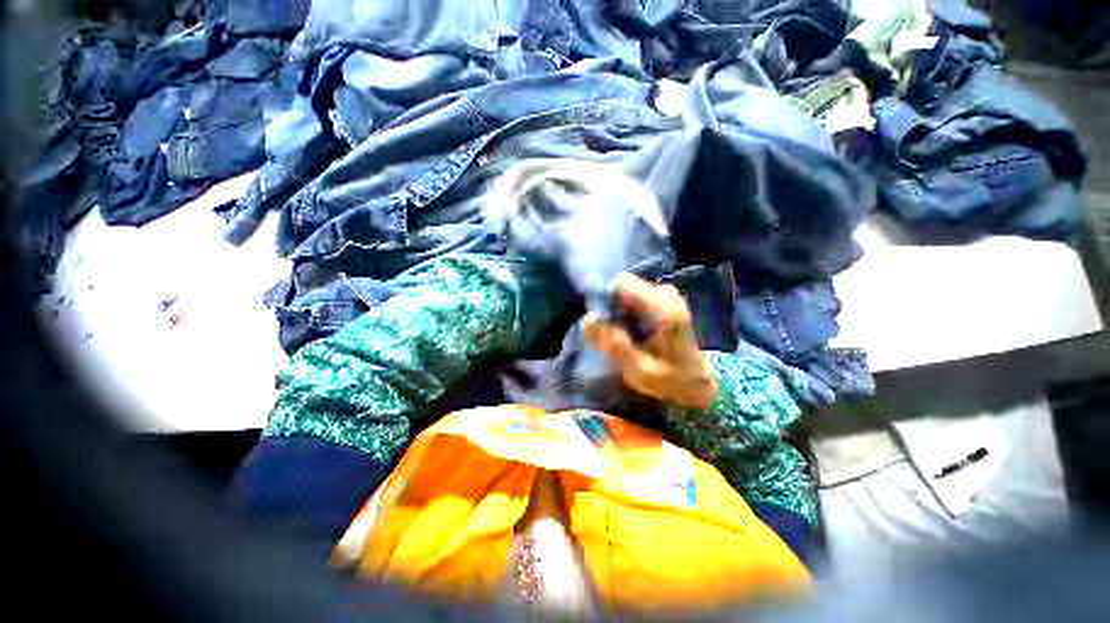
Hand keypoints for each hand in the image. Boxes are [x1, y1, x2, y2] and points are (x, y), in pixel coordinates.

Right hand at [583, 274, 717, 409]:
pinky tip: (634, 334)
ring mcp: (667, 294)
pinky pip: (634, 298)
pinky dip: (628, 314)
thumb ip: (615, 344)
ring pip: (627, 293)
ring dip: (619, 314)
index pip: (622, 284)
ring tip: (626, 338)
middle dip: (612, 309)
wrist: (697, 382)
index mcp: (664, 308)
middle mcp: (666, 294)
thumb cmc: (671, 380)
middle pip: (623, 288)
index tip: (604, 324)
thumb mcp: (640, 370)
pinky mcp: (664, 299)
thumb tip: (588, 318)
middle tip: (614, 336)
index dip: (606, 300)